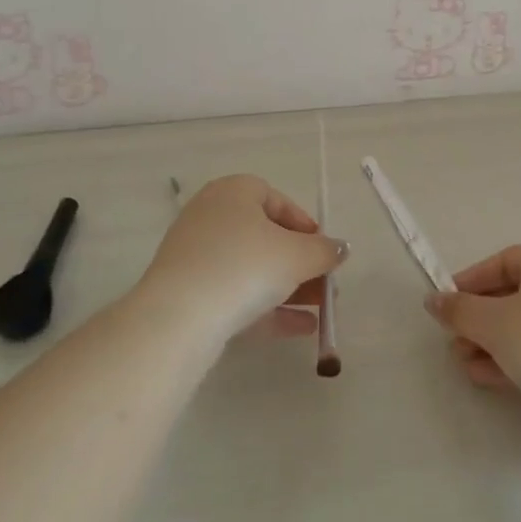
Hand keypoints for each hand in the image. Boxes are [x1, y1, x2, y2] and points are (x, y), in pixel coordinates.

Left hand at [138, 174, 348, 343]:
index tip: (323, 249)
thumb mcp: (296, 256)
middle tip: (326, 284)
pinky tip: (301, 329)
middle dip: (300, 262)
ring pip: (251, 268)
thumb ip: (324, 251)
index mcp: (233, 192)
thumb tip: (341, 248)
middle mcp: (211, 216)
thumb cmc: (244, 266)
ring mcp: (196, 256)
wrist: (179, 318)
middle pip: (265, 237)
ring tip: (321, 311)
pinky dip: (267, 308)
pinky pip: (235, 293)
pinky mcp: (188, 292)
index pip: (275, 199)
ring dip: (289, 288)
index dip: (303, 224)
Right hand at [425, 244, 520, 418]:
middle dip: (479, 321)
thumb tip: (434, 300)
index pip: (503, 262)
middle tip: (455, 343)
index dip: (470, 282)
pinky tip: (492, 380)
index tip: (447, 306)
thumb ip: (459, 310)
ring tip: (467, 366)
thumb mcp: (492, 322)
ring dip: (494, 344)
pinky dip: (518, 360)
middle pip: (515, 296)